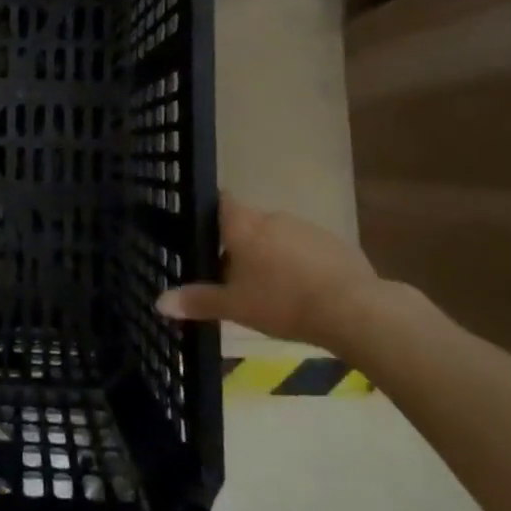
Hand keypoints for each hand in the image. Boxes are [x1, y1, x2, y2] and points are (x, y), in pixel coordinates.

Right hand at [157, 196, 387, 355]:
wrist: (352, 308)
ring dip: (271, 253)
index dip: (211, 214)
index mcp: (243, 225)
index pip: (220, 201)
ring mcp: (305, 227)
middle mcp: (272, 216)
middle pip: (248, 223)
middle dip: (240, 244)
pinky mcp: (333, 242)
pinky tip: (303, 291)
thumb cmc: (282, 301)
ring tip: (270, 288)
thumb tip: (158, 302)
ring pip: (278, 235)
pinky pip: (306, 248)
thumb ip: (197, 301)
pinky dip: (299, 263)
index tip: (204, 234)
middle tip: (233, 276)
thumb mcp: (234, 307)